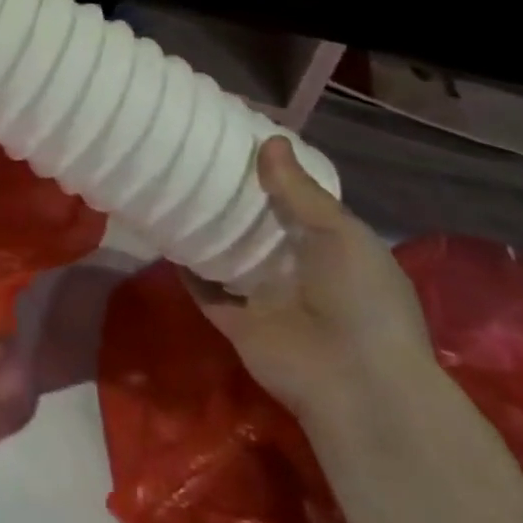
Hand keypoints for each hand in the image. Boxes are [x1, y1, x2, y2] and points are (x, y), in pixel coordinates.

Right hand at [186, 138, 435, 426]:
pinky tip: (161, 231)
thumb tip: (269, 140)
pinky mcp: (232, 320)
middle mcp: (296, 271)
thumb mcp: (342, 234)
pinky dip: (184, 265)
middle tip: (192, 159)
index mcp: (332, 250)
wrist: (353, 382)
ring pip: (225, 254)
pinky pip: (202, 286)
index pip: (296, 204)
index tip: (237, 143)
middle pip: (256, 227)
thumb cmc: (361, 300)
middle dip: (231, 199)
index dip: (272, 176)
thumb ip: (300, 191)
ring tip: (170, 186)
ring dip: (205, 229)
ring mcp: (262, 297)